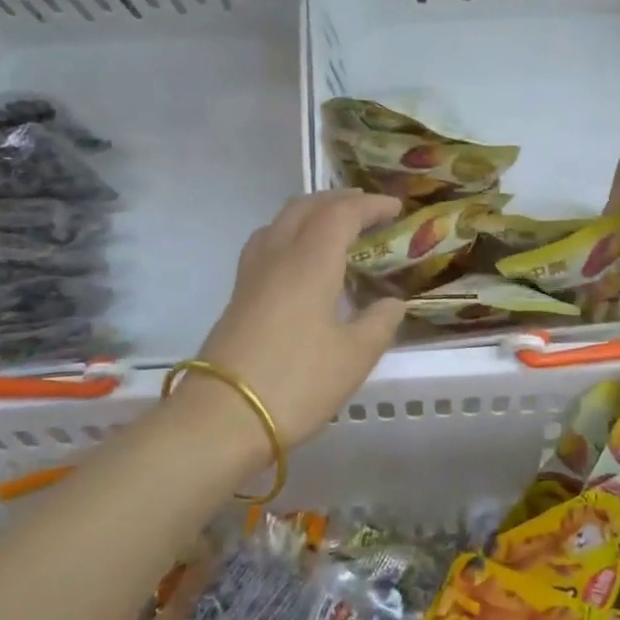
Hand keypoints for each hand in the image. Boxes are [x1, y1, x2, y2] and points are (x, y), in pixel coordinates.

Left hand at [190, 190, 407, 449]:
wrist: (222, 418)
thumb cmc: (297, 383)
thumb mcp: (354, 357)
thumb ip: (379, 323)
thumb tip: (393, 303)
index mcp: (310, 262)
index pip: (342, 214)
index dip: (371, 205)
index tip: (396, 208)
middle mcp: (278, 256)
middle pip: (306, 207)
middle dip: (339, 200)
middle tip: (367, 209)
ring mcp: (252, 274)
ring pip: (280, 221)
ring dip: (311, 213)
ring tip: (334, 226)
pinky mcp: (238, 295)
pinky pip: (266, 243)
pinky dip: (290, 233)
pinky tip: (298, 258)